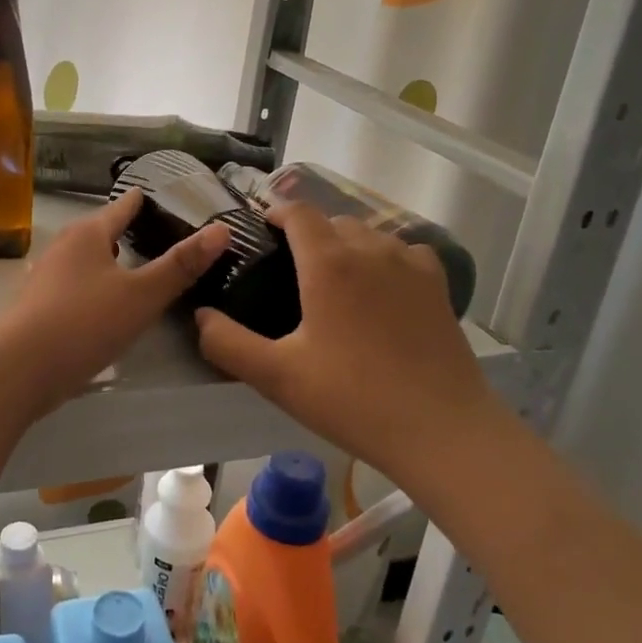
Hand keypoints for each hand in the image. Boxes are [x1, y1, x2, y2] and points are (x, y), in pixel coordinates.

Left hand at [0, 189, 229, 407]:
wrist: (18, 370)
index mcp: (88, 233)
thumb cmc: (85, 322)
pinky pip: (73, 285)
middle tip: (162, 238)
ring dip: (109, 262)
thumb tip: (222, 229)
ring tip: (136, 270)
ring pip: (85, 260)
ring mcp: (45, 276)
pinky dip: (93, 287)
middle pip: (101, 231)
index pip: (123, 206)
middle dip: (128, 232)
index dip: (146, 201)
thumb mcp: (143, 295)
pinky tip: (104, 306)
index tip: (167, 200)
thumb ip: (181, 265)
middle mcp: (63, 246)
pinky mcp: (37, 306)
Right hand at [195, 204, 502, 483]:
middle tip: (291, 268)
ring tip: (335, 280)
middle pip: (333, 221)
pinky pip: (405, 252)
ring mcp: (410, 264)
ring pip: (370, 235)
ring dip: (347, 244)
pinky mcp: (438, 285)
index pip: (298, 212)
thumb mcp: (277, 376)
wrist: (441, 430)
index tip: (261, 230)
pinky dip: (386, 259)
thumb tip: (200, 316)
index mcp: (328, 262)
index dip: (276, 213)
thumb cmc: (352, 399)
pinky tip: (382, 288)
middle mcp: (370, 249)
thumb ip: (228, 343)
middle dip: (309, 233)